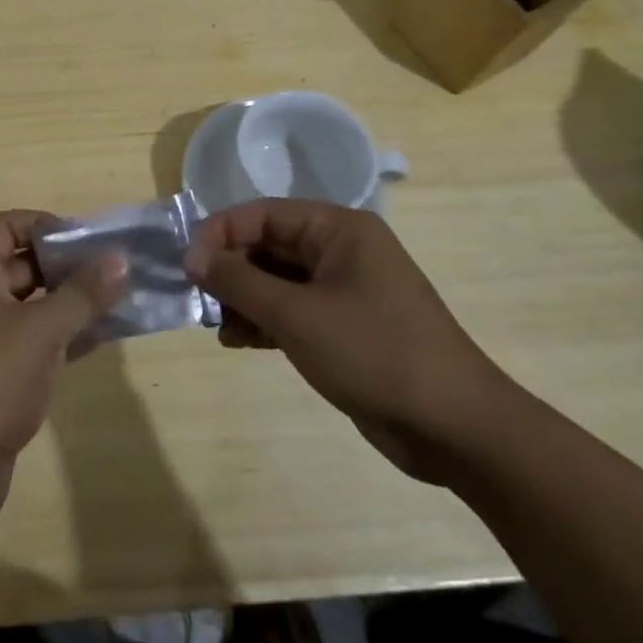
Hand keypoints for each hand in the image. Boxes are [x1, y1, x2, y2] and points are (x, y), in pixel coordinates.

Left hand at [0, 211, 128, 531]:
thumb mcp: (41, 330)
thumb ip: (83, 293)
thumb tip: (120, 256)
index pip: (8, 225)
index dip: (47, 225)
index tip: (89, 242)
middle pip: (23, 263)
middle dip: (68, 266)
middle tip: (117, 272)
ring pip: (33, 305)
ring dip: (72, 303)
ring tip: (121, 301)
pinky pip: (35, 341)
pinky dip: (65, 336)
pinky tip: (103, 339)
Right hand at [185, 199, 517, 482]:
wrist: (455, 428)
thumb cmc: (374, 353)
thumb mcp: (296, 314)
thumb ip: (238, 281)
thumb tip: (192, 256)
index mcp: (338, 229)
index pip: (262, 214)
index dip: (220, 235)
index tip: (187, 268)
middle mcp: (340, 250)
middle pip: (267, 245)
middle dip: (229, 271)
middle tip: (199, 301)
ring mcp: (344, 289)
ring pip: (276, 279)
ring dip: (243, 299)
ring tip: (218, 326)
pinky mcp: (343, 326)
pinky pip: (291, 309)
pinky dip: (264, 321)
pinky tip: (239, 341)